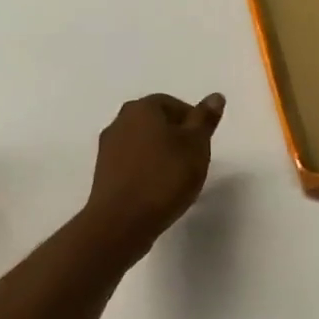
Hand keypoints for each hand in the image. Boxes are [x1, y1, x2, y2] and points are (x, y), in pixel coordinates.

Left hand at [80, 92, 225, 254]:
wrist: (122, 221)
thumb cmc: (164, 177)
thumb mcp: (196, 146)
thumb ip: (205, 120)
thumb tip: (215, 96)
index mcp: (142, 108)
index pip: (172, 104)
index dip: (192, 121)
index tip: (203, 143)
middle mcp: (120, 121)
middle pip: (155, 122)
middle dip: (176, 136)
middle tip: (194, 159)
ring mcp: (108, 148)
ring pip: (142, 143)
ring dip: (160, 154)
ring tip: (177, 177)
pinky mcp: (103, 173)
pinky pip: (132, 162)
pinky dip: (146, 169)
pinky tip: (158, 189)